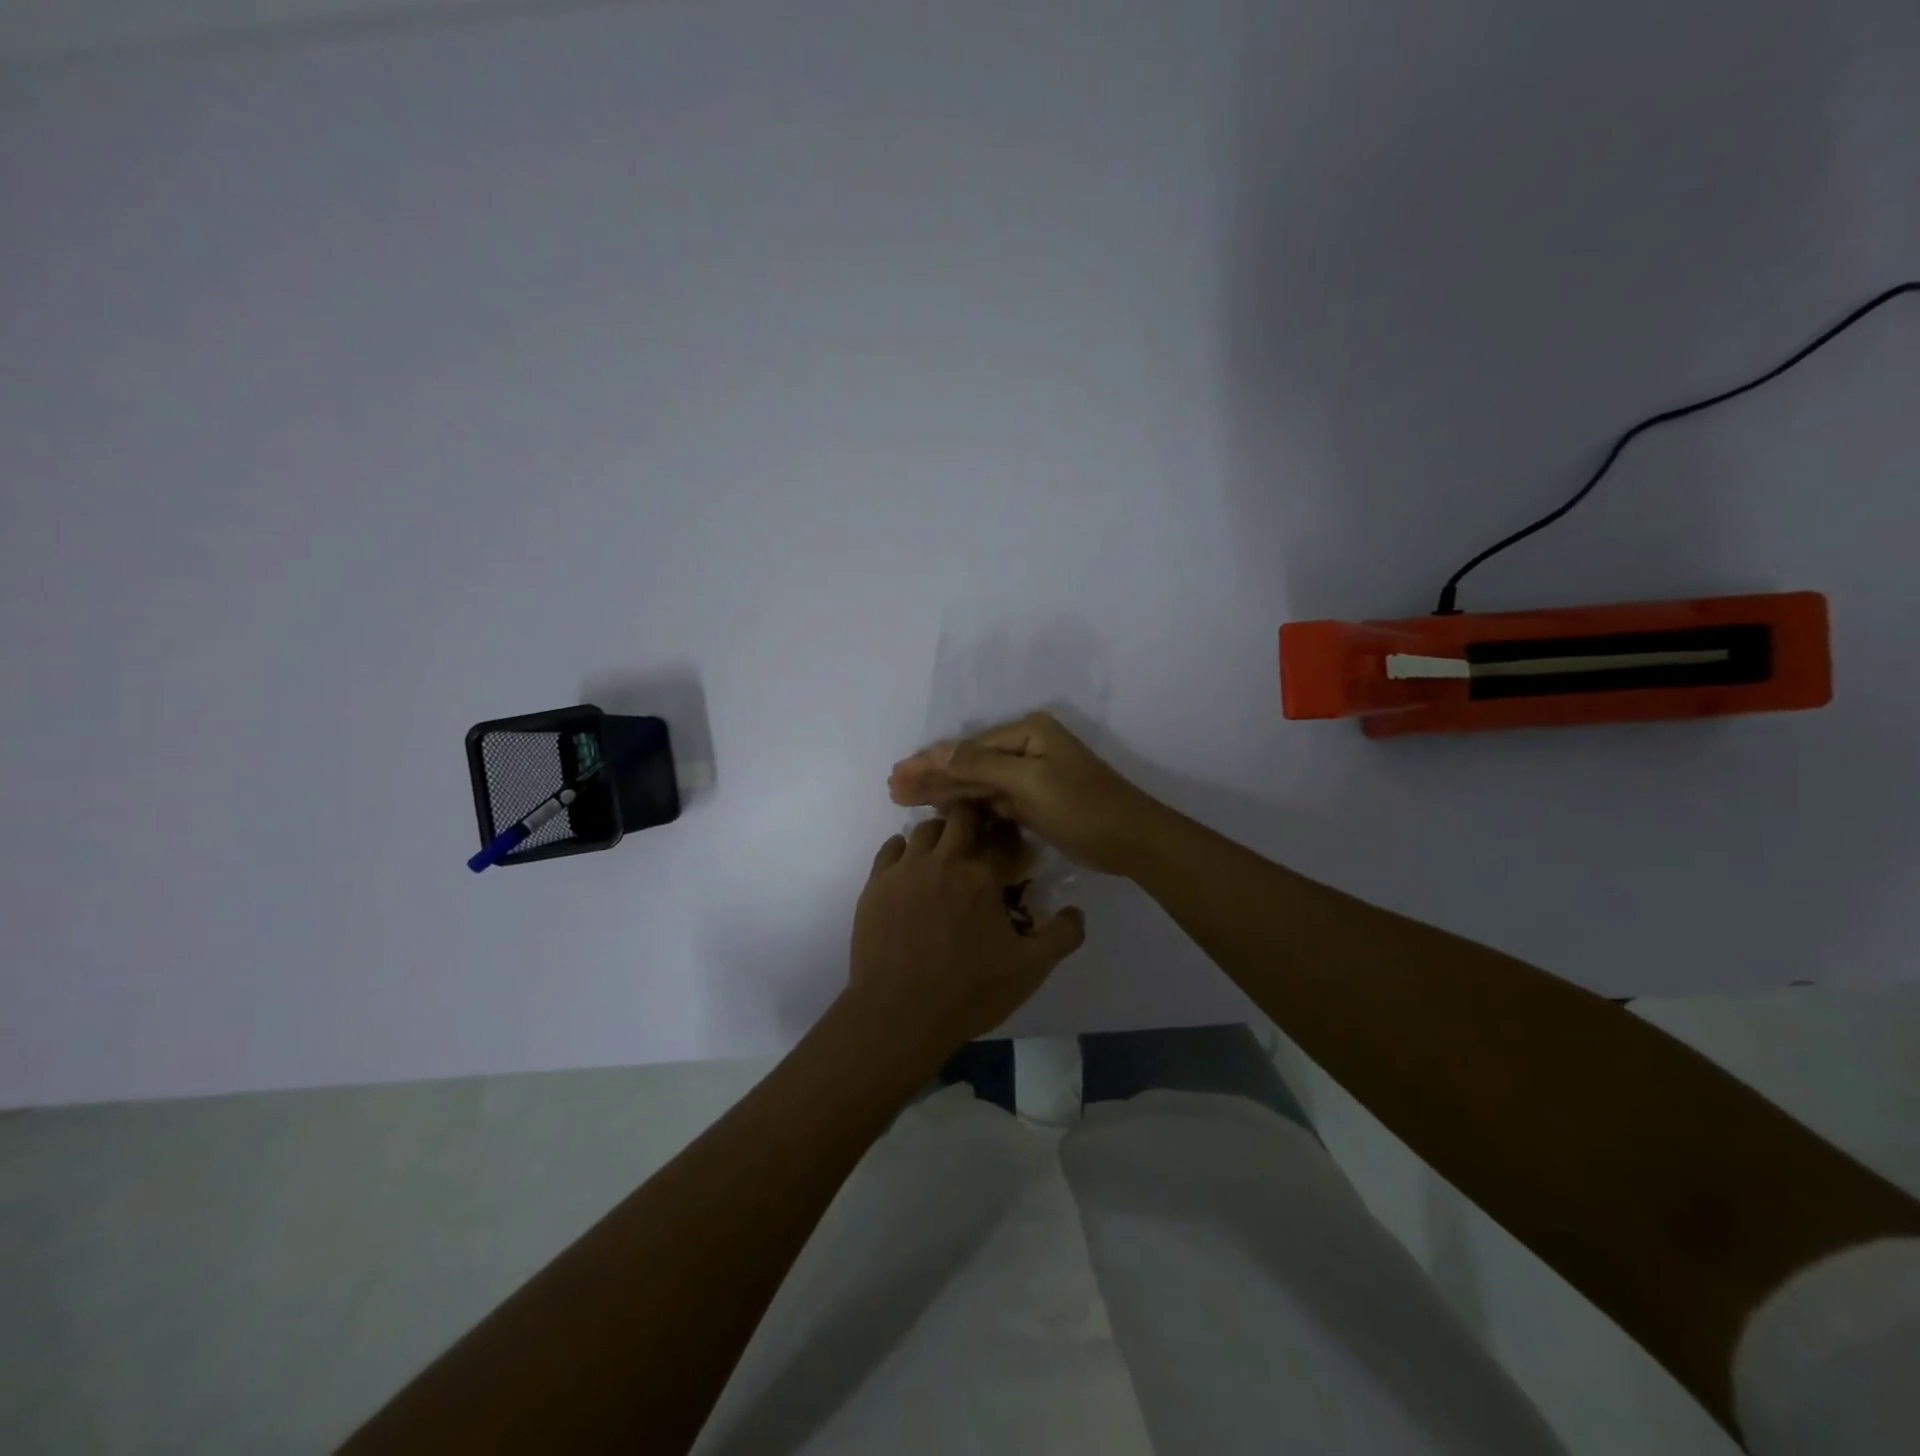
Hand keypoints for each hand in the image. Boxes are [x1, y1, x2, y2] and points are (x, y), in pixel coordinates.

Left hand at [849, 804, 1085, 1057]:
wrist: (899, 1014)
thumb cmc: (968, 992)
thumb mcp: (1029, 971)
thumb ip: (1061, 936)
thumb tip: (1076, 911)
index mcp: (982, 877)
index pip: (1003, 838)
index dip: (1012, 836)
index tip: (1014, 844)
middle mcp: (944, 861)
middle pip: (962, 817)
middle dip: (975, 820)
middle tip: (980, 838)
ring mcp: (905, 870)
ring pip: (924, 829)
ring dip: (940, 833)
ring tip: (945, 852)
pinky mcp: (876, 884)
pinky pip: (890, 848)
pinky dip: (904, 849)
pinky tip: (911, 866)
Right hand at [889, 712, 1165, 876]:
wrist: (1131, 841)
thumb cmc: (1082, 806)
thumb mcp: (1030, 783)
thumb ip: (981, 765)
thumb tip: (937, 748)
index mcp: (1027, 733)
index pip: (967, 747)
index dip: (930, 762)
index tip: (896, 774)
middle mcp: (1026, 748)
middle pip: (968, 763)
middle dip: (931, 776)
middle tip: (892, 788)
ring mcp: (1030, 776)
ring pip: (977, 783)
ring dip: (943, 791)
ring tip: (904, 799)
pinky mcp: (1033, 801)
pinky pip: (991, 800)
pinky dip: (966, 806)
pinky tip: (941, 811)